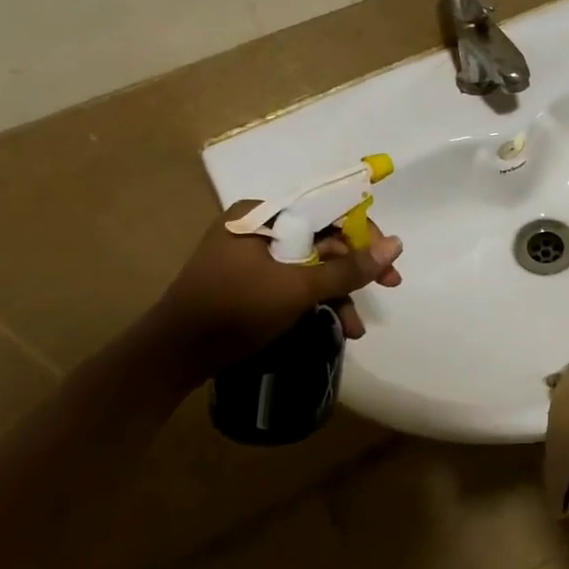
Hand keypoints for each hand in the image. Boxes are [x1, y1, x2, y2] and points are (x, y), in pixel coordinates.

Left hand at [151, 201, 403, 382]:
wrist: (171, 357)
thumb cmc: (234, 310)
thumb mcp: (297, 289)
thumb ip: (349, 268)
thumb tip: (397, 245)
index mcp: (262, 215)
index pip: (327, 211)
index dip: (364, 234)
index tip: (388, 261)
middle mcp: (258, 228)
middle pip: (322, 240)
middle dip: (353, 271)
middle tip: (388, 287)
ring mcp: (252, 257)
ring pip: (311, 266)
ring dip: (338, 294)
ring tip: (355, 329)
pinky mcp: (249, 283)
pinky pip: (293, 282)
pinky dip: (314, 301)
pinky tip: (334, 326)